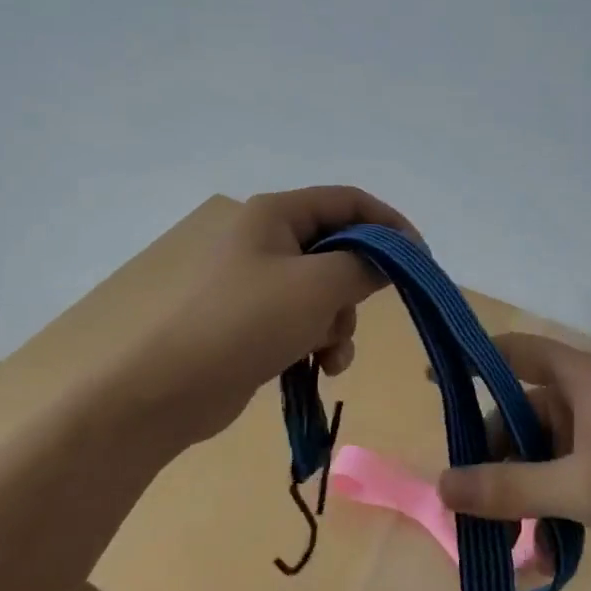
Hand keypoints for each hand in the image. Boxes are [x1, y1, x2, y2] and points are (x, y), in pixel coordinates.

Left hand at [137, 186, 417, 443]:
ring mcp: (259, 283)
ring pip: (326, 291)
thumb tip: (393, 259)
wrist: (170, 389)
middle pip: (339, 249)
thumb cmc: (246, 322)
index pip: (348, 201)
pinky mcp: (256, 322)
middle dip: (357, 287)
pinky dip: (319, 341)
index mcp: (277, 214)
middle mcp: (268, 240)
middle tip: (363, 311)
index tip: (419, 259)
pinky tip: (318, 367)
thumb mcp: (318, 287)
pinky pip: (306, 321)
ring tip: (329, 353)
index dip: (389, 224)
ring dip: (339, 324)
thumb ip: (365, 266)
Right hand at [437, 333, 590, 590]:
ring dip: (519, 495)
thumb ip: (507, 488)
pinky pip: (561, 482)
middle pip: (520, 414)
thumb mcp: (576, 487)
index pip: (517, 351)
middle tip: (468, 500)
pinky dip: (546, 510)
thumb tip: (440, 487)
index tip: (433, 382)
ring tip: (504, 541)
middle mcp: (589, 400)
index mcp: (583, 379)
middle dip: (494, 458)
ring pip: (538, 455)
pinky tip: (539, 554)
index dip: (474, 361)